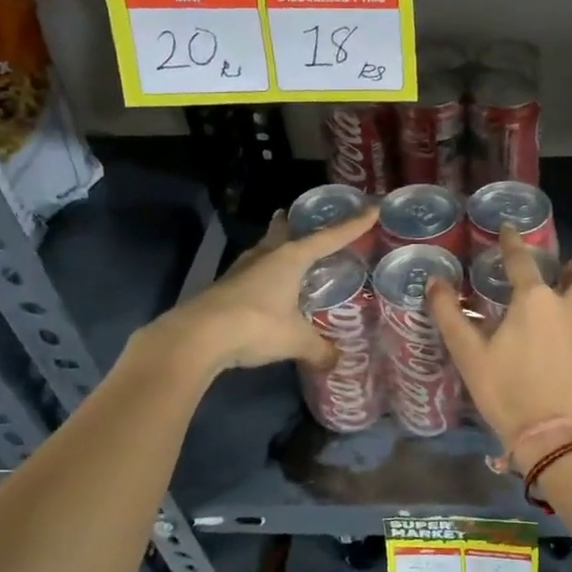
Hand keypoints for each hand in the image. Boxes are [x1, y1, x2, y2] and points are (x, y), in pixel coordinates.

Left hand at [154, 205, 378, 374]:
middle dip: (295, 223)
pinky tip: (266, 287)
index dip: (354, 225)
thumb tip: (336, 362)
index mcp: (290, 258)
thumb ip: (319, 349)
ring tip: (285, 248)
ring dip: (275, 247)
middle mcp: (267, 256)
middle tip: (302, 217)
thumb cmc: (256, 326)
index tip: (373, 209)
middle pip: (285, 232)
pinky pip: (253, 273)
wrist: (197, 336)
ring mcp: (242, 270)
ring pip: (265, 250)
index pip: (330, 237)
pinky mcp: (226, 287)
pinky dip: (264, 274)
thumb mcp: (296, 340)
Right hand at [428, 228, 571, 469]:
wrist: (552, 437)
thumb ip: (450, 314)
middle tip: (565, 274)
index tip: (509, 229)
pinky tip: (571, 346)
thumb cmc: (505, 391)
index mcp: (535, 301)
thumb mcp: (469, 354)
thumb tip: (435, 283)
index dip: (513, 241)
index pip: (522, 258)